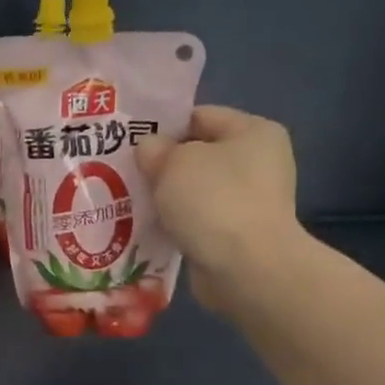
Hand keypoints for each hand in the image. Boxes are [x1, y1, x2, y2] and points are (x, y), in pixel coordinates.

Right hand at [135, 106, 304, 312]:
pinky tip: (149, 227)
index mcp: (254, 131)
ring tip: (130, 201)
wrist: (246, 268)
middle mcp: (259, 162)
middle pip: (197, 154)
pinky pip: (198, 219)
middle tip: (124, 173)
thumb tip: (150, 149)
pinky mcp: (239, 234)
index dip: (162, 126)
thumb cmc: (213, 200)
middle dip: (161, 165)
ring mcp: (251, 201)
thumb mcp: (173, 162)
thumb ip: (155, 149)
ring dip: (167, 196)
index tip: (129, 142)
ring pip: (195, 190)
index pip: (199, 116)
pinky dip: (176, 222)